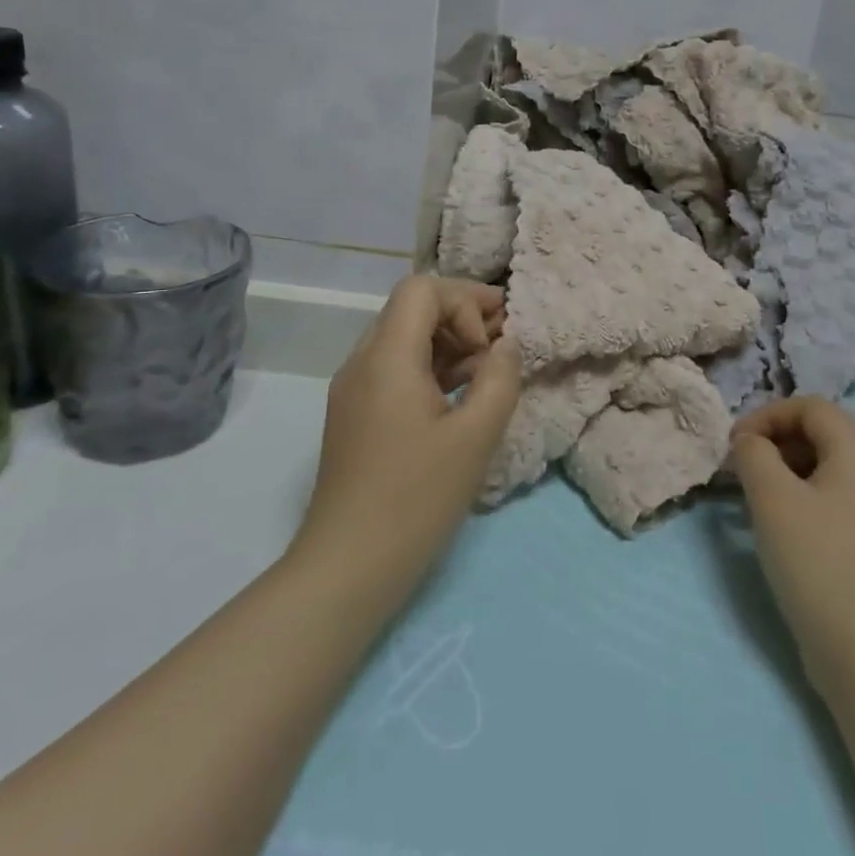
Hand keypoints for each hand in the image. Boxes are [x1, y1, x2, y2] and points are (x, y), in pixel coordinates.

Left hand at [290, 276, 522, 613]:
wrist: (348, 567)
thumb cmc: (416, 499)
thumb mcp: (475, 436)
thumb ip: (500, 378)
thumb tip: (507, 344)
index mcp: (386, 357)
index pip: (423, 289)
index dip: (465, 301)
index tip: (491, 343)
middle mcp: (362, 361)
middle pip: (412, 307)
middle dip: (461, 314)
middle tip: (503, 340)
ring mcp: (354, 389)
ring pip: (403, 337)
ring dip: (448, 341)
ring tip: (489, 369)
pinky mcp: (355, 414)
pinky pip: (395, 368)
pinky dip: (430, 367)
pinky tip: (461, 394)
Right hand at [730, 398, 854, 698]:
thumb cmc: (819, 565)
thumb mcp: (772, 499)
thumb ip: (753, 454)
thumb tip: (750, 442)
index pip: (812, 407)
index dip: (768, 414)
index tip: (735, 443)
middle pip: (824, 434)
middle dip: (777, 441)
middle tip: (743, 468)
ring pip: (831, 468)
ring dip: (789, 469)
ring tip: (757, 498)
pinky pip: (841, 499)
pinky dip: (808, 497)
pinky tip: (786, 528)